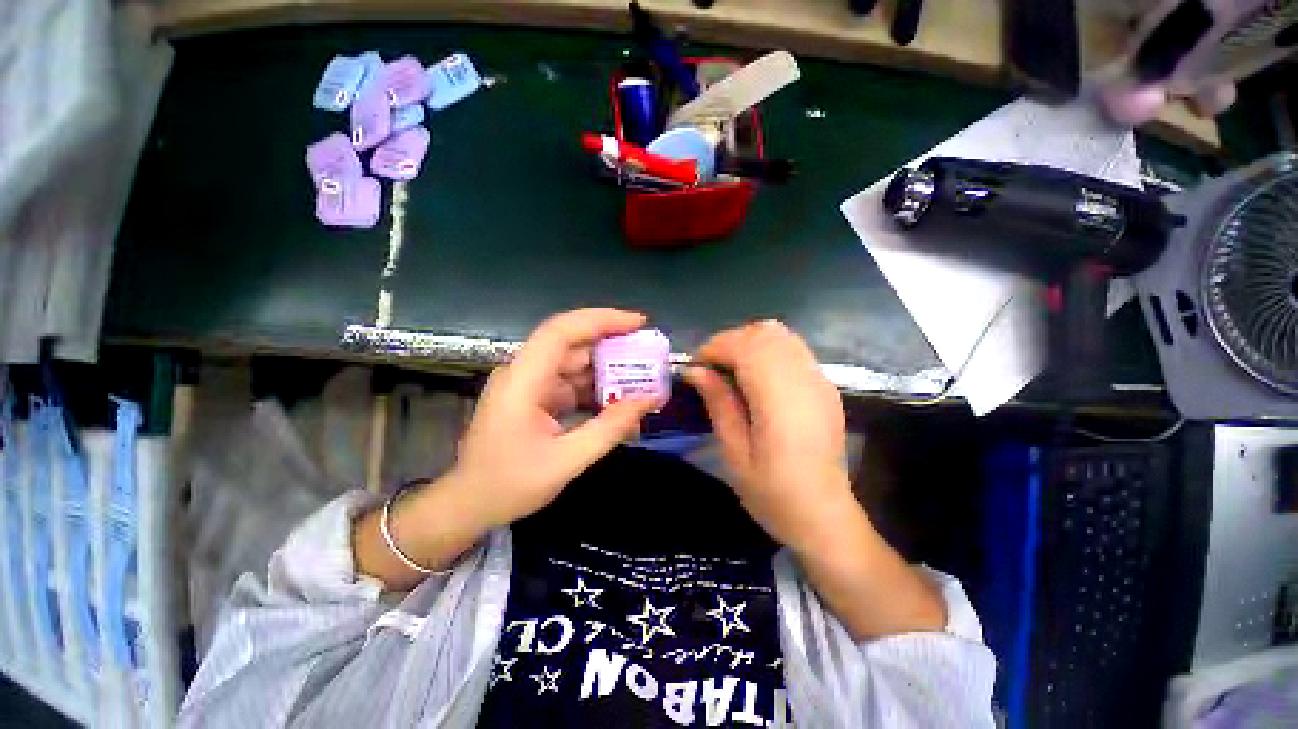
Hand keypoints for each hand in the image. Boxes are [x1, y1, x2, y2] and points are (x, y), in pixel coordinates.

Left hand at [451, 308, 658, 529]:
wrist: (468, 506)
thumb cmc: (508, 486)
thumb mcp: (566, 461)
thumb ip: (610, 428)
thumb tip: (649, 400)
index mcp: (522, 381)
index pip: (562, 331)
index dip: (601, 320)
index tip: (638, 322)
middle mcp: (523, 373)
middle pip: (571, 344)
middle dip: (612, 345)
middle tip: (648, 353)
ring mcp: (528, 385)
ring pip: (573, 363)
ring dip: (606, 369)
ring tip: (641, 378)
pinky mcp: (534, 397)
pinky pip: (570, 383)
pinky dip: (595, 389)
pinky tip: (618, 400)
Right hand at [684, 320, 855, 550]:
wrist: (825, 517)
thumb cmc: (773, 493)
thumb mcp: (734, 453)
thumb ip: (718, 403)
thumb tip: (695, 370)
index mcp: (779, 399)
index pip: (745, 346)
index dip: (715, 348)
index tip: (696, 366)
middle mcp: (804, 380)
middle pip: (764, 332)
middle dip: (730, 341)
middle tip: (711, 368)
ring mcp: (819, 380)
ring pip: (781, 335)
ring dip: (750, 343)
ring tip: (731, 370)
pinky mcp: (825, 386)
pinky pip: (793, 349)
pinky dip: (768, 350)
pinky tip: (757, 377)